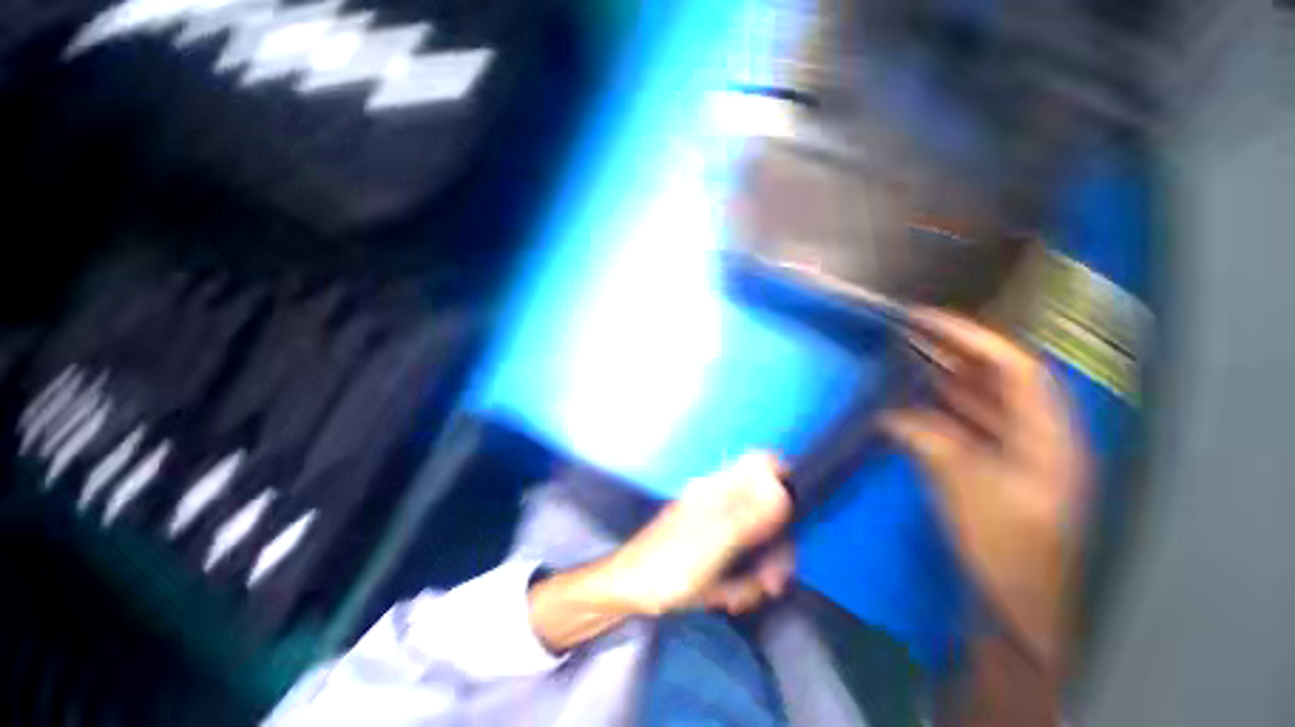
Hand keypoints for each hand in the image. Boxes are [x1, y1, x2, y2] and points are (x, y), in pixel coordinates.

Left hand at [602, 452, 794, 616]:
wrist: (631, 588)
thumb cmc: (669, 562)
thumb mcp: (714, 541)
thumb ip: (750, 515)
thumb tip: (781, 488)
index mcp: (720, 488)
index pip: (760, 464)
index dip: (783, 482)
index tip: (794, 519)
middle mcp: (722, 500)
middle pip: (768, 509)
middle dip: (776, 548)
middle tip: (771, 580)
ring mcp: (718, 524)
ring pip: (759, 539)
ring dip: (759, 572)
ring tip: (740, 596)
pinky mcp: (715, 547)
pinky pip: (743, 560)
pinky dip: (742, 582)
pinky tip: (728, 597)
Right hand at [882, 309, 1087, 667]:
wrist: (1017, 605)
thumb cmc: (1006, 546)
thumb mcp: (964, 487)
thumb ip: (928, 441)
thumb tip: (892, 414)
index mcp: (1047, 435)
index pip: (1014, 367)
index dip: (972, 337)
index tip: (928, 320)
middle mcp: (1037, 436)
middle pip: (998, 379)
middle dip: (955, 352)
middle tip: (912, 333)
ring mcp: (1017, 454)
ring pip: (982, 401)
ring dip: (946, 378)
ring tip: (910, 358)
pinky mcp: (996, 470)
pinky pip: (968, 426)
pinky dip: (941, 410)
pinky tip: (915, 403)